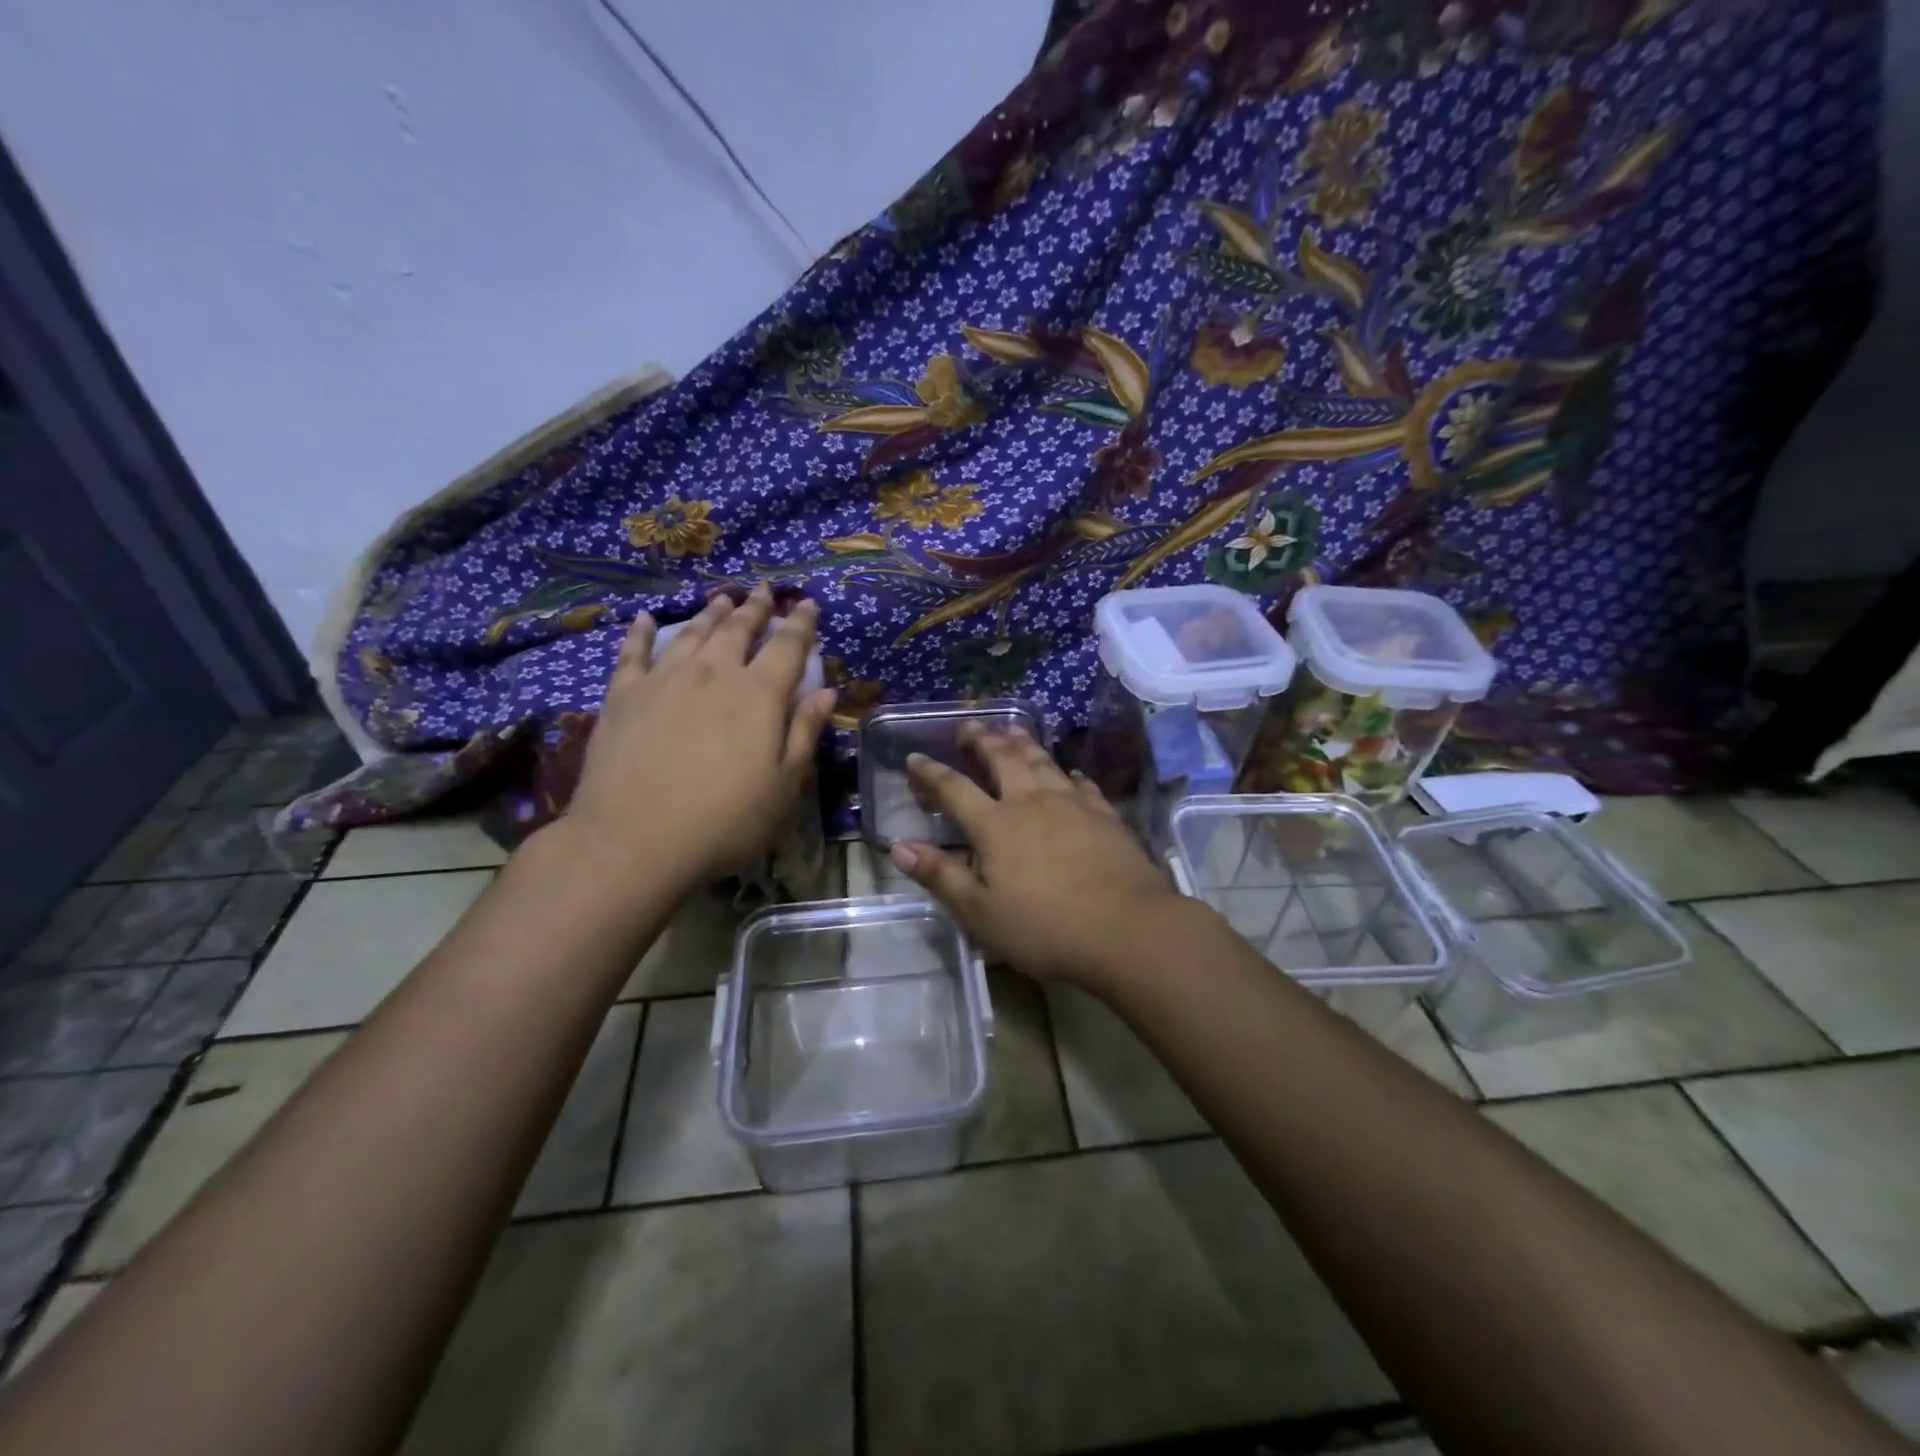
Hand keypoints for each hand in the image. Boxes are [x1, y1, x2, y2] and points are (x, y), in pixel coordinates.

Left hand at [562, 586, 836, 889]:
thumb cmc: (725, 819)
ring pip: (692, 633)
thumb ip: (805, 733)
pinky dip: (640, 633)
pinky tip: (643, 619)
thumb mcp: (784, 785)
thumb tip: (825, 692)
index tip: (808, 603)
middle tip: (764, 590)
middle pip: (739, 630)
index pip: (788, 647)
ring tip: (722, 598)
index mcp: (759, 694)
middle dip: (756, 608)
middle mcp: (714, 674)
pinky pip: (633, 653)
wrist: (635, 838)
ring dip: (710, 613)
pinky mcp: (624, 695)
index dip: (801, 623)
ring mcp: (665, 679)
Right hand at [888, 725, 1190, 985]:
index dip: (931, 772)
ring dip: (1022, 742)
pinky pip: (1081, 783)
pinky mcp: (1105, 814)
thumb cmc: (1044, 928)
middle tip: (969, 726)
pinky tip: (1069, 773)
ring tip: (1012, 729)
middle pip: (1002, 758)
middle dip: (981, 739)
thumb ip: (940, 876)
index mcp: (995, 825)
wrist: (1127, 928)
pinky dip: (1068, 774)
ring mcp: (1072, 803)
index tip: (915, 757)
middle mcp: (1030, 801)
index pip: (954, 788)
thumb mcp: (980, 912)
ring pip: (1042, 761)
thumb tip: (899, 846)